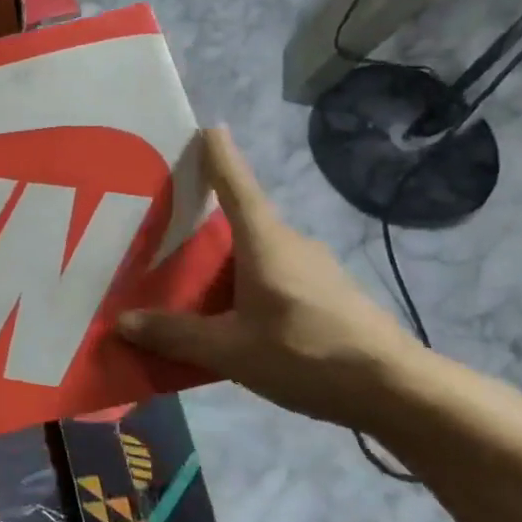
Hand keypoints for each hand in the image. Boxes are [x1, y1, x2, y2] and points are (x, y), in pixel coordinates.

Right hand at [117, 126, 425, 428]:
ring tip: (186, 276)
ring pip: (256, 252)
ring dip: (224, 258)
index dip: (218, 156)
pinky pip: (273, 275)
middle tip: (164, 223)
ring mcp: (314, 269)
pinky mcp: (327, 295)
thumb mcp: (230, 350)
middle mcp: (290, 244)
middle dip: (204, 219)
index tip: (205, 128)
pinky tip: (229, 313)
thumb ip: (175, 334)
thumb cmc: (307, 354)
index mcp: (265, 242)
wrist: (399, 392)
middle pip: (241, 219)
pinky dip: (245, 282)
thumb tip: (122, 321)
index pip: (236, 185)